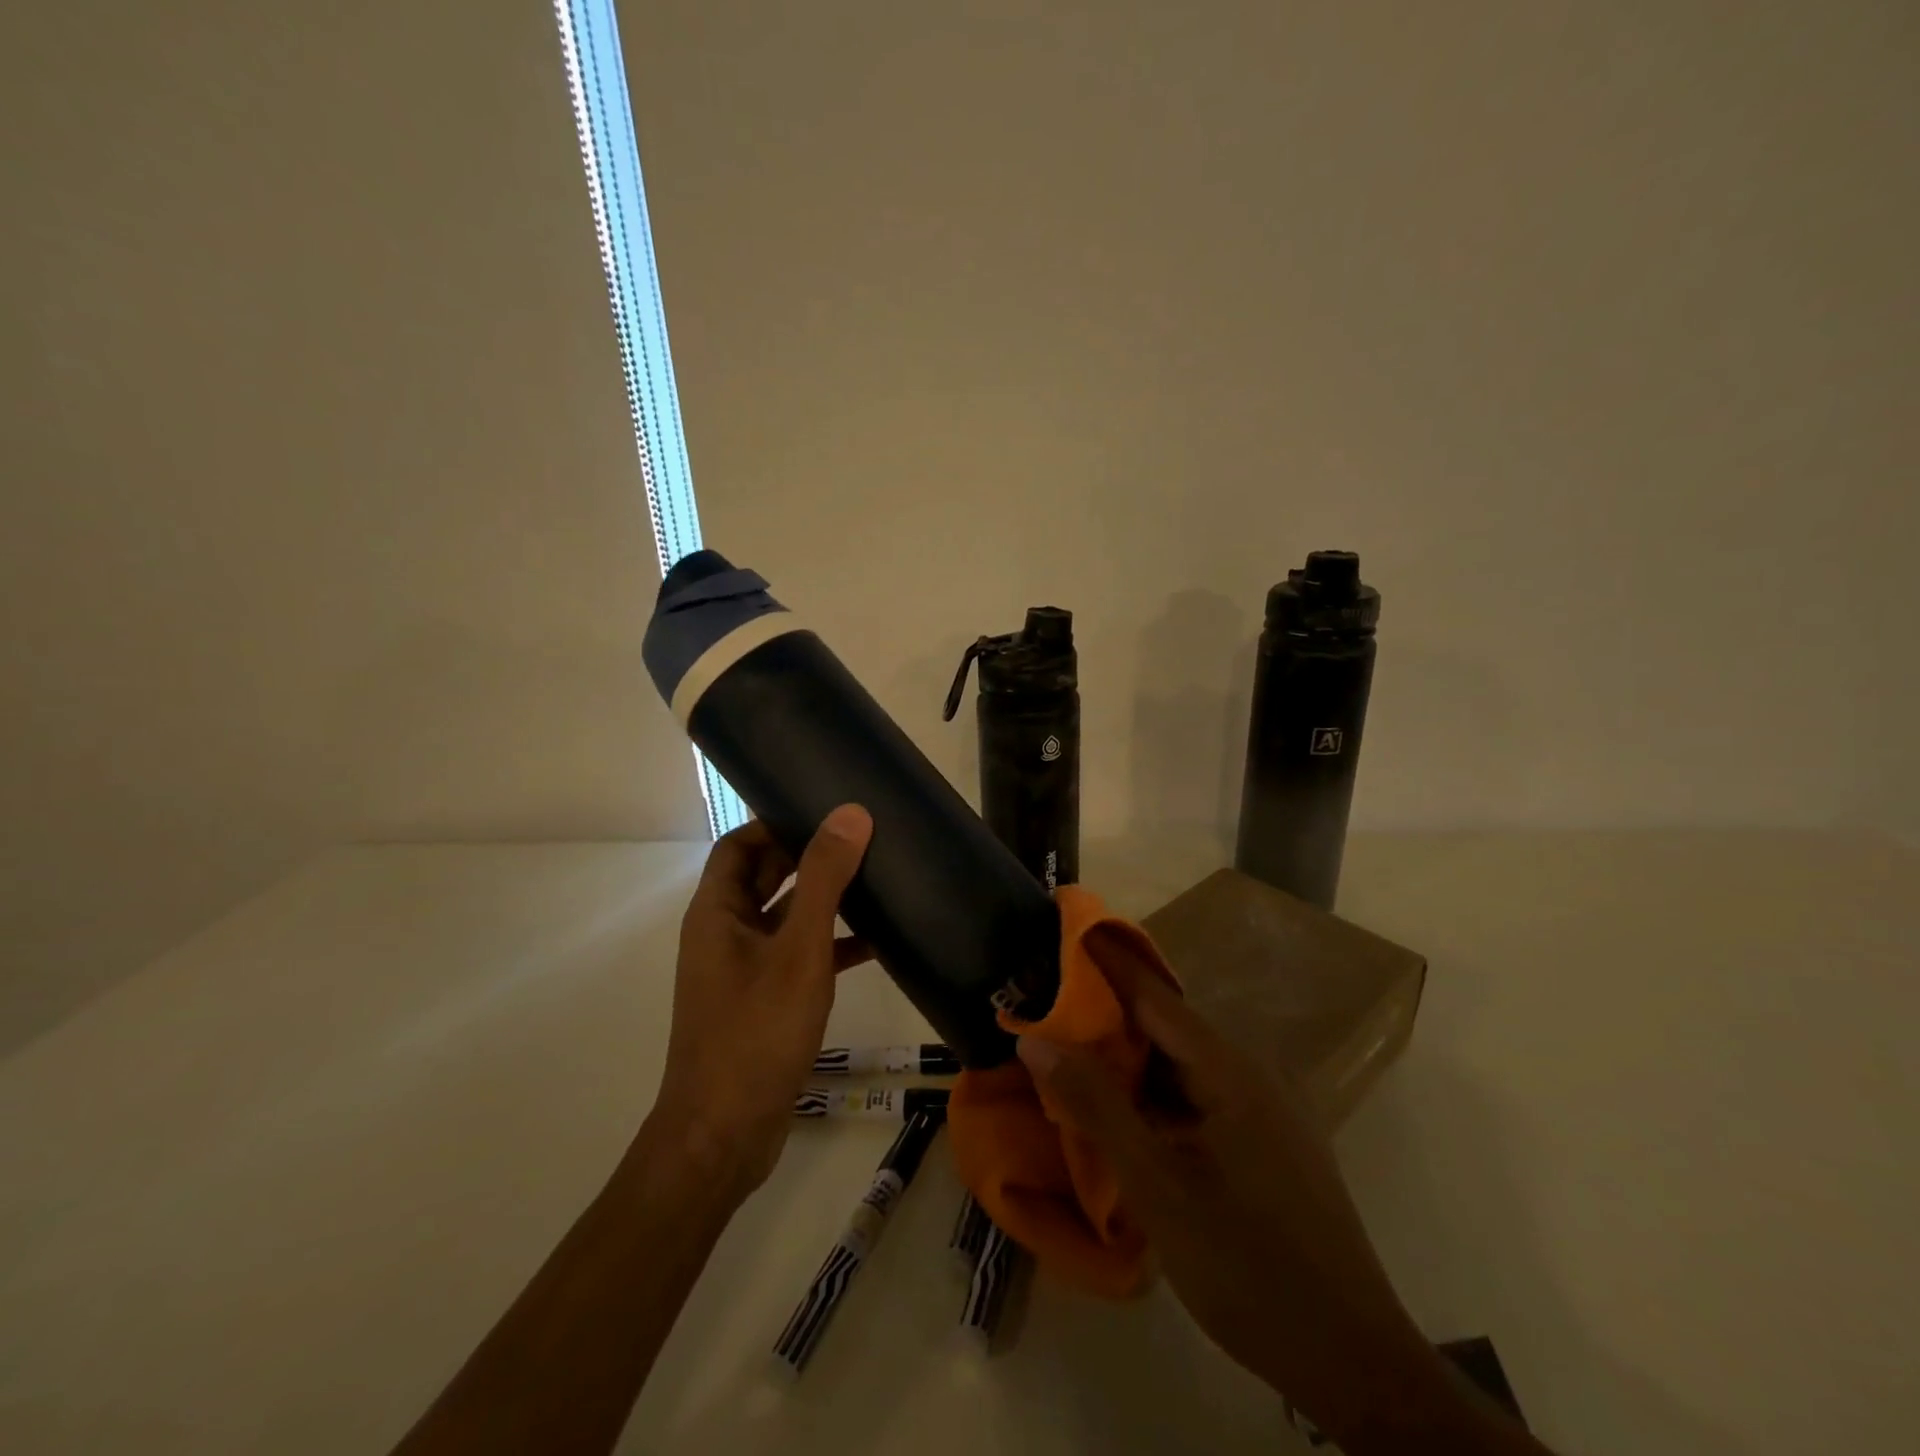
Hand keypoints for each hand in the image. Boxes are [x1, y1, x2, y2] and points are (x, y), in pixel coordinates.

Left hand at [651, 807, 873, 1196]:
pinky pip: (798, 957)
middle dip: (808, 858)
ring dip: (823, 902)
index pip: (738, 846)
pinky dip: (830, 946)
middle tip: (860, 841)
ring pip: (785, 919)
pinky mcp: (764, 1002)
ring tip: (874, 882)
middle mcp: (724, 935)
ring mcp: (743, 971)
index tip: (822, 812)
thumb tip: (849, 814)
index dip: (774, 824)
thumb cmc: (756, 1032)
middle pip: (764, 879)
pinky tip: (875, 945)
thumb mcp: (798, 950)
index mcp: (717, 913)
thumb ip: (823, 880)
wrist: (725, 1136)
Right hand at [1017, 928, 1458, 1450]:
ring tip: (1072, 1052)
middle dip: (1106, 1014)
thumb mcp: (1157, 1185)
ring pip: (1182, 1064)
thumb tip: (1035, 1038)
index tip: (1061, 931)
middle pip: (1167, 1026)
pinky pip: (1199, 1095)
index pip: (1153, 994)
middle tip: (1047, 1005)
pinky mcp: (1267, 1141)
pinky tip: (1124, 1111)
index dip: (1105, 961)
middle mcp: (1250, 1073)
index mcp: (1229, 1069)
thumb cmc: (1247, 1267)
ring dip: (1129, 1058)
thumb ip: (1095, 1104)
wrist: (1354, 1362)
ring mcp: (1264, 1108)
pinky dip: (1155, 1092)